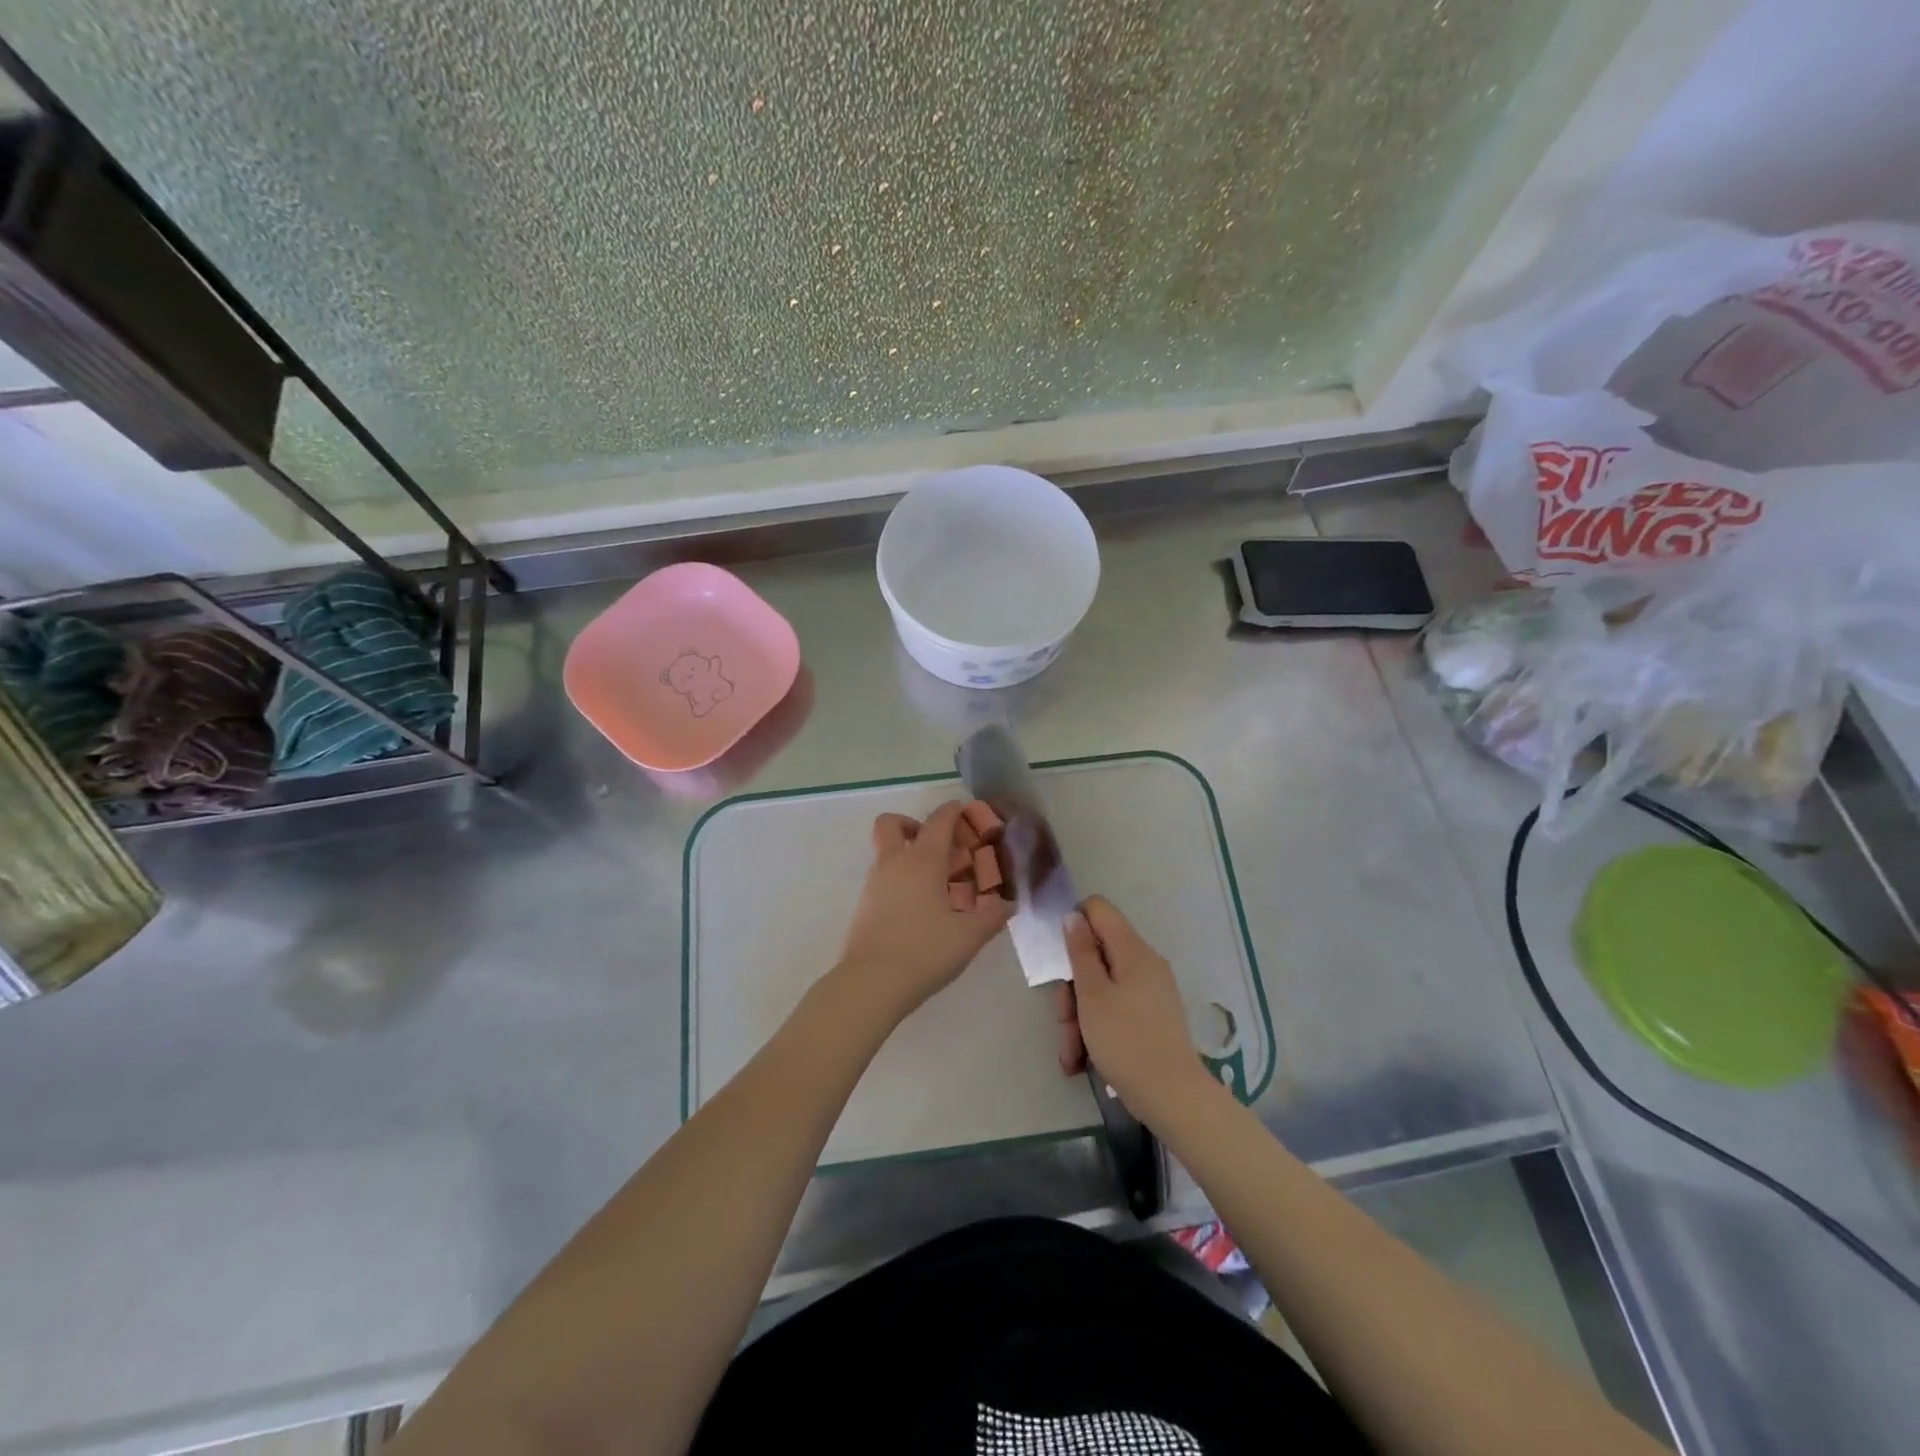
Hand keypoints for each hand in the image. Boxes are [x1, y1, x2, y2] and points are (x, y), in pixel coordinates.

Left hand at [834, 800, 1013, 1022]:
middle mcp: (894, 863)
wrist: (871, 983)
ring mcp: (874, 884)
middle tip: (936, 845)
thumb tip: (1008, 904)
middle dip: (912, 824)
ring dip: (906, 855)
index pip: (938, 821)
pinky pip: (882, 878)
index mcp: (923, 861)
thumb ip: (992, 916)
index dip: (952, 812)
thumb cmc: (925, 951)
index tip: (964, 812)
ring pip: (886, 852)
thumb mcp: (969, 936)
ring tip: (935, 884)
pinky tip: (918, 908)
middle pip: (891, 824)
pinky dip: (899, 880)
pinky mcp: (863, 906)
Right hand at [1062, 895, 1210, 1120]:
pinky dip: (1096, 1029)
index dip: (1073, 923)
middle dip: (1072, 987)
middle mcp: (1144, 964)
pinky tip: (1082, 1060)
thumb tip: (1074, 916)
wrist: (1174, 1099)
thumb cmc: (1126, 1041)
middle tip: (1063, 1020)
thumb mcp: (1092, 996)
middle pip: (1096, 955)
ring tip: (1071, 1054)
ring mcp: (1149, 992)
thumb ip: (1080, 953)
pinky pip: (1115, 1009)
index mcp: (1133, 951)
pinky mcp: (1150, 1017)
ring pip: (1101, 987)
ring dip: (1079, 1017)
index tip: (1058, 957)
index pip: (1098, 909)